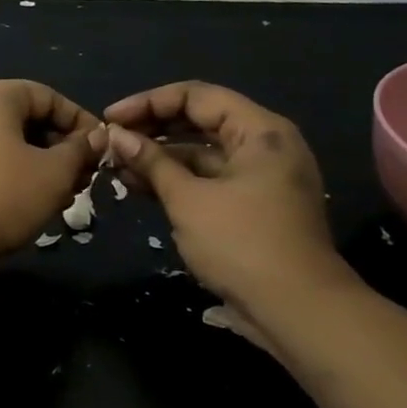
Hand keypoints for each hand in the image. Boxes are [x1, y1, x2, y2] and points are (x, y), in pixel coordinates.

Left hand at [0, 79, 102, 270]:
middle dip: (63, 147)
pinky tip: (38, 204)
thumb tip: (96, 137)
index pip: (47, 96)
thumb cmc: (4, 195)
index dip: (80, 121)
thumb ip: (80, 149)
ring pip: (12, 145)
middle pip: (28, 120)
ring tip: (67, 195)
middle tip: (86, 177)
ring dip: (44, 166)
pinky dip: (18, 177)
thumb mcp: (55, 171)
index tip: (102, 150)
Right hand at [103, 81, 351, 316]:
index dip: (148, 102)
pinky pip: (207, 179)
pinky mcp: (250, 205)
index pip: (196, 96)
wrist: (297, 311)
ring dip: (158, 157)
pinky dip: (175, 180)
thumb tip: (115, 135)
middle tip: (110, 141)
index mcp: (260, 131)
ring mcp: (258, 177)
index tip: (110, 119)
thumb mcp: (188, 199)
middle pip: (198, 121)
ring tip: (115, 166)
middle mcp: (263, 146)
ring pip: (200, 153)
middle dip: (151, 129)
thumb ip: (151, 162)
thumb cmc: (242, 244)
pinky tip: (137, 187)